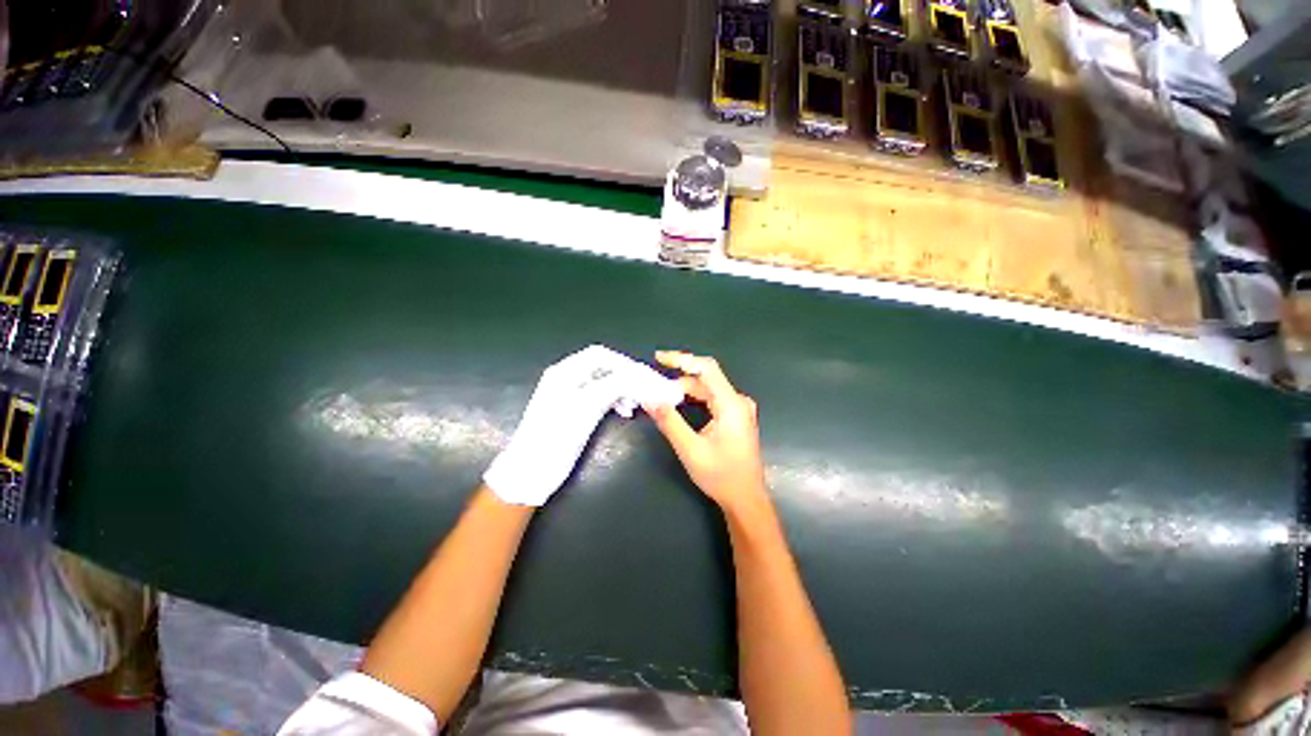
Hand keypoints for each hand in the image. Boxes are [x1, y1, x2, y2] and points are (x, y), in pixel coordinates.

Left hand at [485, 346, 682, 506]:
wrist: (532, 473)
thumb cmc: (557, 437)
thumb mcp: (587, 407)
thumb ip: (614, 385)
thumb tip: (641, 374)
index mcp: (565, 372)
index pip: (601, 355)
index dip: (626, 363)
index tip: (646, 377)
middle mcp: (568, 378)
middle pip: (605, 368)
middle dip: (628, 377)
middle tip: (648, 390)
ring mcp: (571, 395)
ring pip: (606, 383)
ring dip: (624, 390)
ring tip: (637, 405)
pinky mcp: (576, 412)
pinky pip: (602, 398)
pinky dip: (616, 401)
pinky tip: (626, 412)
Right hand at [643, 351, 768, 516]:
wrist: (746, 500)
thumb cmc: (721, 476)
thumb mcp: (690, 449)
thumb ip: (669, 421)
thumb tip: (649, 398)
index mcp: (731, 404)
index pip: (706, 368)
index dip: (682, 359)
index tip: (659, 358)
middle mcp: (738, 401)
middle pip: (706, 378)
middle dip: (678, 378)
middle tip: (653, 384)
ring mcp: (739, 409)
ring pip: (708, 390)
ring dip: (685, 390)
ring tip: (661, 395)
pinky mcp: (736, 417)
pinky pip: (712, 400)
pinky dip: (694, 399)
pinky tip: (679, 404)